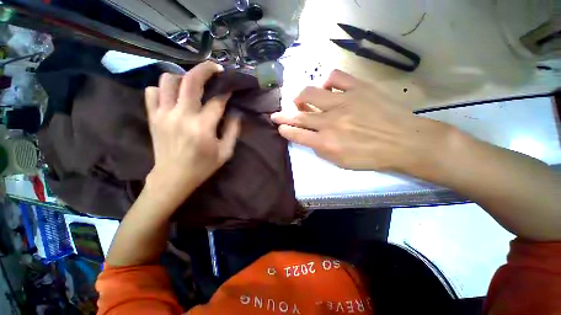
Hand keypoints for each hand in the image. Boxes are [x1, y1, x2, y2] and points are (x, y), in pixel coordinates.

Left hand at [144, 61, 239, 205]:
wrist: (173, 178)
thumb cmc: (203, 166)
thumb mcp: (226, 152)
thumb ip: (233, 131)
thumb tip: (235, 113)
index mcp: (203, 127)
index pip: (217, 101)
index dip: (227, 92)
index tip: (231, 88)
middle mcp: (182, 115)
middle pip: (192, 81)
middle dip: (206, 69)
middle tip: (216, 68)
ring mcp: (164, 114)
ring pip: (168, 80)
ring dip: (183, 77)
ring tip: (192, 85)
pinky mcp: (153, 117)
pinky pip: (152, 92)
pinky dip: (162, 89)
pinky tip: (173, 96)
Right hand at [271, 69, 452, 174]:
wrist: (404, 142)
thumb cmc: (371, 157)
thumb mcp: (341, 162)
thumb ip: (321, 149)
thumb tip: (309, 136)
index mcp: (327, 143)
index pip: (297, 134)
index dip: (285, 129)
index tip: (279, 126)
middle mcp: (330, 122)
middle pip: (299, 115)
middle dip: (283, 115)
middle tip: (276, 114)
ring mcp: (344, 102)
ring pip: (310, 93)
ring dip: (300, 97)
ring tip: (300, 100)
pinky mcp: (358, 88)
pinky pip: (336, 77)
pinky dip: (327, 82)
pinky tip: (327, 88)